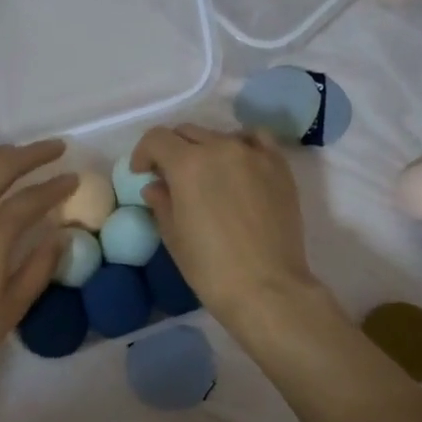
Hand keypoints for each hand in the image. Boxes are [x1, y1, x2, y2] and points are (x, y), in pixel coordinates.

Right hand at [130, 125, 320, 330]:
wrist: (267, 288)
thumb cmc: (211, 268)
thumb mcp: (174, 237)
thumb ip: (161, 203)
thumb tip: (156, 186)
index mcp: (188, 164)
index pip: (157, 139)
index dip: (144, 153)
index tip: (142, 173)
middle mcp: (221, 148)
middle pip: (188, 132)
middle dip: (172, 150)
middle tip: (170, 177)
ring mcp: (254, 154)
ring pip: (221, 135)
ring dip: (206, 149)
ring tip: (207, 175)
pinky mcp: (279, 167)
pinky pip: (256, 140)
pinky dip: (241, 145)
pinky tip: (239, 166)